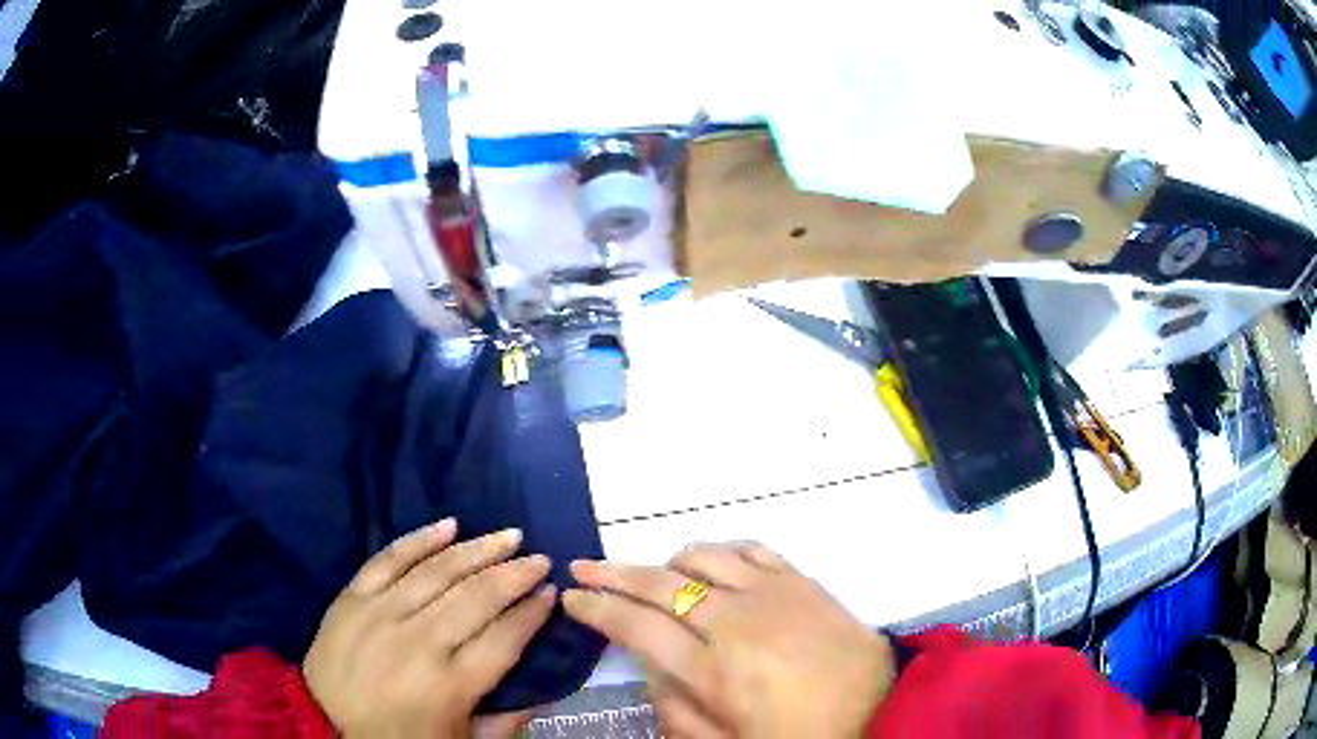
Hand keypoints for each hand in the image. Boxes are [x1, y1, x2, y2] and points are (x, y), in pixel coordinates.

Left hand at [304, 519, 555, 737]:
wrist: (324, 724)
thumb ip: (507, 722)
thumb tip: (544, 692)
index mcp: (452, 684)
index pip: (505, 637)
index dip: (533, 613)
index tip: (551, 593)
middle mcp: (421, 643)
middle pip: (478, 598)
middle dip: (515, 574)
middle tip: (540, 558)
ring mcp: (383, 614)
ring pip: (439, 572)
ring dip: (479, 550)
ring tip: (509, 535)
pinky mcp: (353, 597)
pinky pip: (390, 558)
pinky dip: (420, 539)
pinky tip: (449, 525)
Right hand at [564, 542, 894, 738]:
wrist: (881, 709)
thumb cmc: (801, 736)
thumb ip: (677, 712)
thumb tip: (650, 672)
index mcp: (714, 671)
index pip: (637, 626)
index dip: (597, 609)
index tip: (573, 598)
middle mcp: (735, 621)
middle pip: (659, 583)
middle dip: (612, 573)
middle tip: (583, 568)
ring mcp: (772, 593)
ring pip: (702, 556)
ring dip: (666, 561)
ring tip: (653, 576)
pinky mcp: (802, 580)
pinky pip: (751, 548)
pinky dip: (720, 551)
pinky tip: (711, 565)